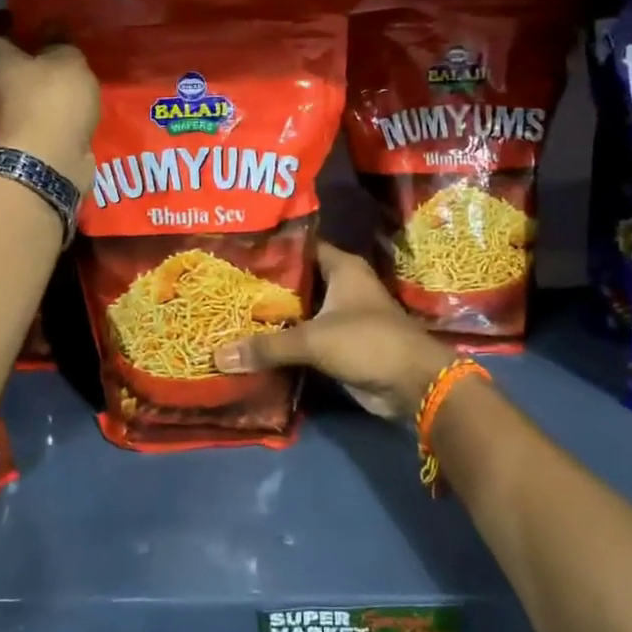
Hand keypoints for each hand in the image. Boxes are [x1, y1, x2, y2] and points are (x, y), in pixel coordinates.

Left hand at [0, 37, 98, 189]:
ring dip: (41, 103)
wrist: (44, 166)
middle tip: (64, 73)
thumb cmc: (52, 102)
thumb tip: (52, 29)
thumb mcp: (69, 62)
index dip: (24, 40)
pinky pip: (33, 130)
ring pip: (20, 104)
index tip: (49, 44)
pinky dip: (47, 128)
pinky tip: (70, 125)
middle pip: (8, 74)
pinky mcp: (11, 150)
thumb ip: (61, 43)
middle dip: (32, 74)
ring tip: (73, 101)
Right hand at [214, 242, 452, 420]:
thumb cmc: (367, 342)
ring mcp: (342, 316)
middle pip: (296, 282)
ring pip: (300, 312)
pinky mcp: (340, 345)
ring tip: (230, 313)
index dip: (271, 249)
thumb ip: (268, 346)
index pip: (300, 247)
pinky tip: (252, 343)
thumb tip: (219, 355)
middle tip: (225, 286)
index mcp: (342, 268)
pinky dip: (284, 342)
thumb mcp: (314, 339)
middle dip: (265, 286)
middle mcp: (342, 286)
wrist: (412, 383)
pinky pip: (305, 338)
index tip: (236, 252)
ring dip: (273, 317)